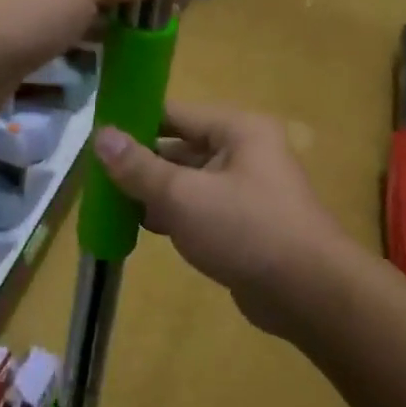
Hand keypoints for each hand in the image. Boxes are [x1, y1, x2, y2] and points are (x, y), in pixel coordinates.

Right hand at [93, 102, 351, 336]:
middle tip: (96, 176)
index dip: (135, 122)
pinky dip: (173, 214)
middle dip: (141, 163)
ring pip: (188, 180)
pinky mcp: (244, 222)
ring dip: (153, 192)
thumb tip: (100, 134)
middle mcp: (244, 151)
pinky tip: (141, 227)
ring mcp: (246, 188)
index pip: (174, 113)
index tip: (96, 137)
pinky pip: (200, 208)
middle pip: (180, 147)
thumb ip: (139, 167)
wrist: (308, 293)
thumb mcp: (183, 196)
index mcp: (237, 129)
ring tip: (109, 202)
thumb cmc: (245, 230)